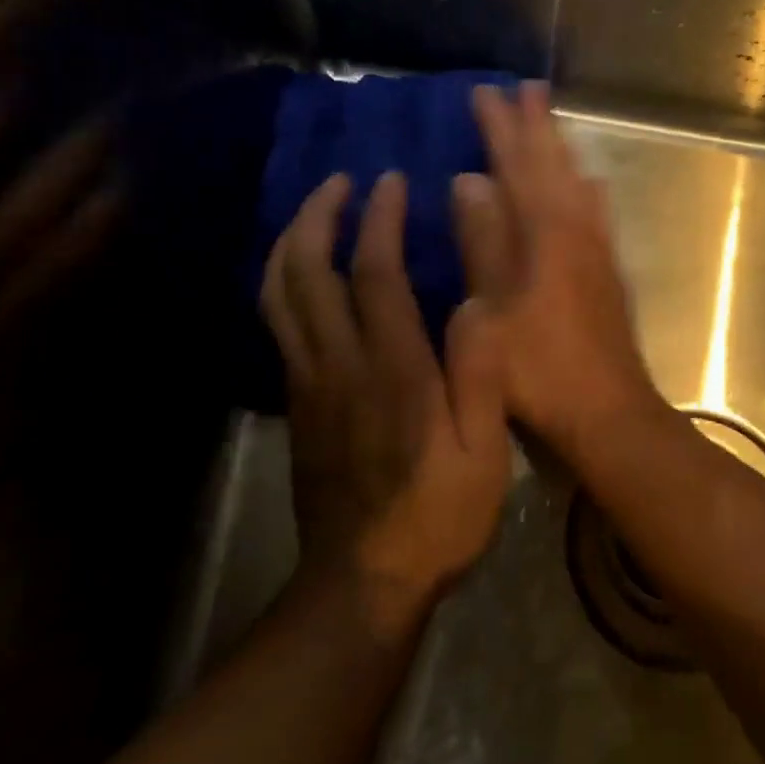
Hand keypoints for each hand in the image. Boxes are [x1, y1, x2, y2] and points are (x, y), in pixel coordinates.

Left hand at [261, 171, 508, 627]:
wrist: (364, 582)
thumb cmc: (438, 515)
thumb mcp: (485, 454)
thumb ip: (480, 375)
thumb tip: (475, 302)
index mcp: (393, 371)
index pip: (374, 274)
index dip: (379, 221)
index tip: (391, 183)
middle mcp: (340, 365)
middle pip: (308, 273)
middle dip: (319, 216)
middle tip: (341, 181)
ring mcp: (308, 384)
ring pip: (280, 296)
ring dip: (292, 243)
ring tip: (316, 211)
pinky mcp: (297, 404)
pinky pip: (279, 326)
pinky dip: (284, 283)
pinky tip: (303, 273)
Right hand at [459, 82, 666, 455]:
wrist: (608, 411)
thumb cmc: (539, 369)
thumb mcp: (490, 312)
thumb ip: (483, 243)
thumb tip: (470, 181)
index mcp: (544, 235)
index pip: (517, 166)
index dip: (500, 128)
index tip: (485, 92)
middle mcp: (576, 230)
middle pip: (553, 165)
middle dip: (536, 126)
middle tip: (526, 89)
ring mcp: (597, 250)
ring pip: (577, 182)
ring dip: (562, 149)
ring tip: (552, 122)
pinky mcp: (609, 272)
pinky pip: (596, 212)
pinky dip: (586, 188)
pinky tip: (588, 184)